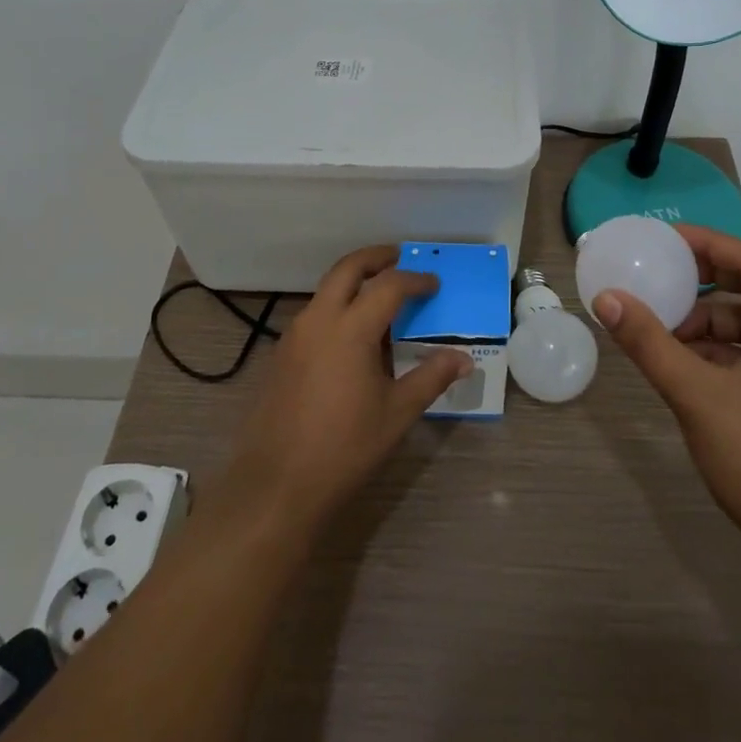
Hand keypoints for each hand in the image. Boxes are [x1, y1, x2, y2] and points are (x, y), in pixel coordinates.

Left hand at [221, 245, 469, 536]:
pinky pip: (315, 312)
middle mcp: (320, 319)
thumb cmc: (344, 447)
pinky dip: (337, 305)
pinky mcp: (282, 353)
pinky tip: (352, 334)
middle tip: (399, 257)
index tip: (434, 284)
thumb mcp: (397, 413)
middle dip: (376, 258)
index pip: (389, 286)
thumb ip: (431, 378)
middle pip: (348, 268)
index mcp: (351, 328)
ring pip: (327, 289)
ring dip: (354, 280)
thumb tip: (463, 359)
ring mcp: (295, 334)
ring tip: (380, 295)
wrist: (277, 484)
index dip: (415, 280)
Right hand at [592, 224, 740, 586]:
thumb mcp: (698, 397)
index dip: (707, 243)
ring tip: (662, 335)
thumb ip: (649, 343)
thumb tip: (606, 298)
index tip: (663, 238)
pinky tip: (686, 369)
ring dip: (707, 326)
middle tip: (657, 280)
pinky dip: (721, 354)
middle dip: (701, 286)